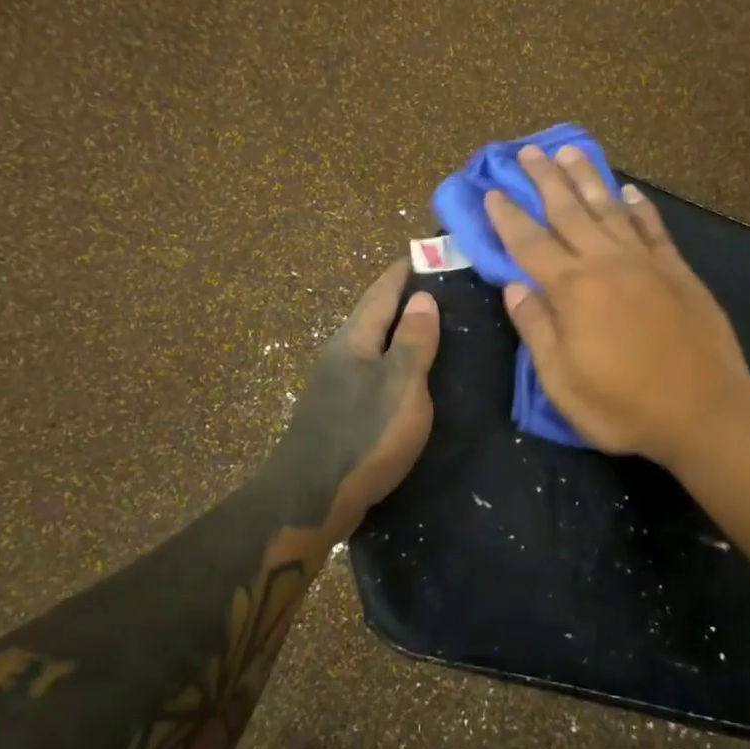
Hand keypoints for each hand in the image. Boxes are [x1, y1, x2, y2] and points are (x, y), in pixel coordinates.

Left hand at [269, 261, 440, 545]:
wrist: (313, 495)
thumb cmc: (364, 434)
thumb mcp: (401, 383)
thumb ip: (413, 341)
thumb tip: (423, 297)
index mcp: (355, 340)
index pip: (381, 293)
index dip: (402, 272)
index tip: (423, 253)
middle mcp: (340, 355)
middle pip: (372, 315)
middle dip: (400, 298)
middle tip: (436, 287)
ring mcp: (335, 385)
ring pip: (371, 345)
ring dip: (396, 331)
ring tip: (428, 326)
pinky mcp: (339, 412)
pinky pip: (371, 372)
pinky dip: (391, 361)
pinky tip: (407, 374)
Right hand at [486, 143, 749, 463]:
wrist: (705, 411)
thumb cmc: (624, 406)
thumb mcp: (562, 381)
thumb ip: (536, 329)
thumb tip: (513, 286)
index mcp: (572, 290)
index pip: (529, 243)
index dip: (508, 217)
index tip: (493, 190)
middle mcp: (606, 263)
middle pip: (568, 211)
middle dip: (545, 179)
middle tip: (529, 150)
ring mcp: (646, 262)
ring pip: (609, 208)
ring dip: (587, 178)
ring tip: (571, 151)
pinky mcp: (677, 270)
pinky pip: (652, 227)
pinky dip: (638, 206)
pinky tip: (628, 191)